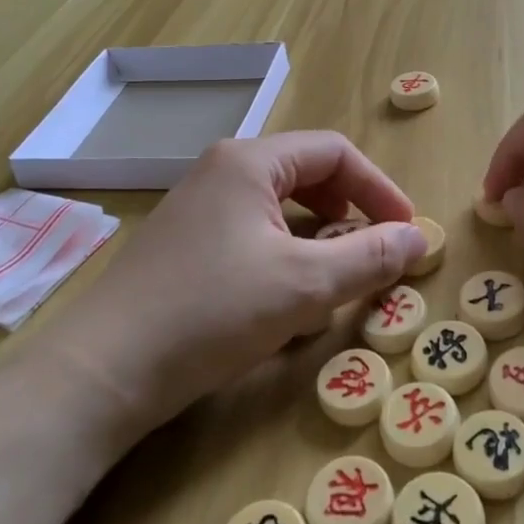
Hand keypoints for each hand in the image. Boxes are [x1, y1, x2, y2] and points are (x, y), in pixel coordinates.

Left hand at [62, 132, 426, 431]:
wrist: (104, 371)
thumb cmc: (212, 312)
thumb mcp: (305, 286)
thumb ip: (370, 257)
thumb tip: (419, 238)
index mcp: (250, 162)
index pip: (335, 153)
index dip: (379, 188)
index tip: (407, 231)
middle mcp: (221, 172)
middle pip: (307, 175)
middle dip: (348, 214)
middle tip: (373, 251)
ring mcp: (198, 209)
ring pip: (279, 210)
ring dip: (317, 241)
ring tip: (332, 282)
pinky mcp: (185, 247)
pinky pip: (252, 237)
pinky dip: (283, 260)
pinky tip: (284, 305)